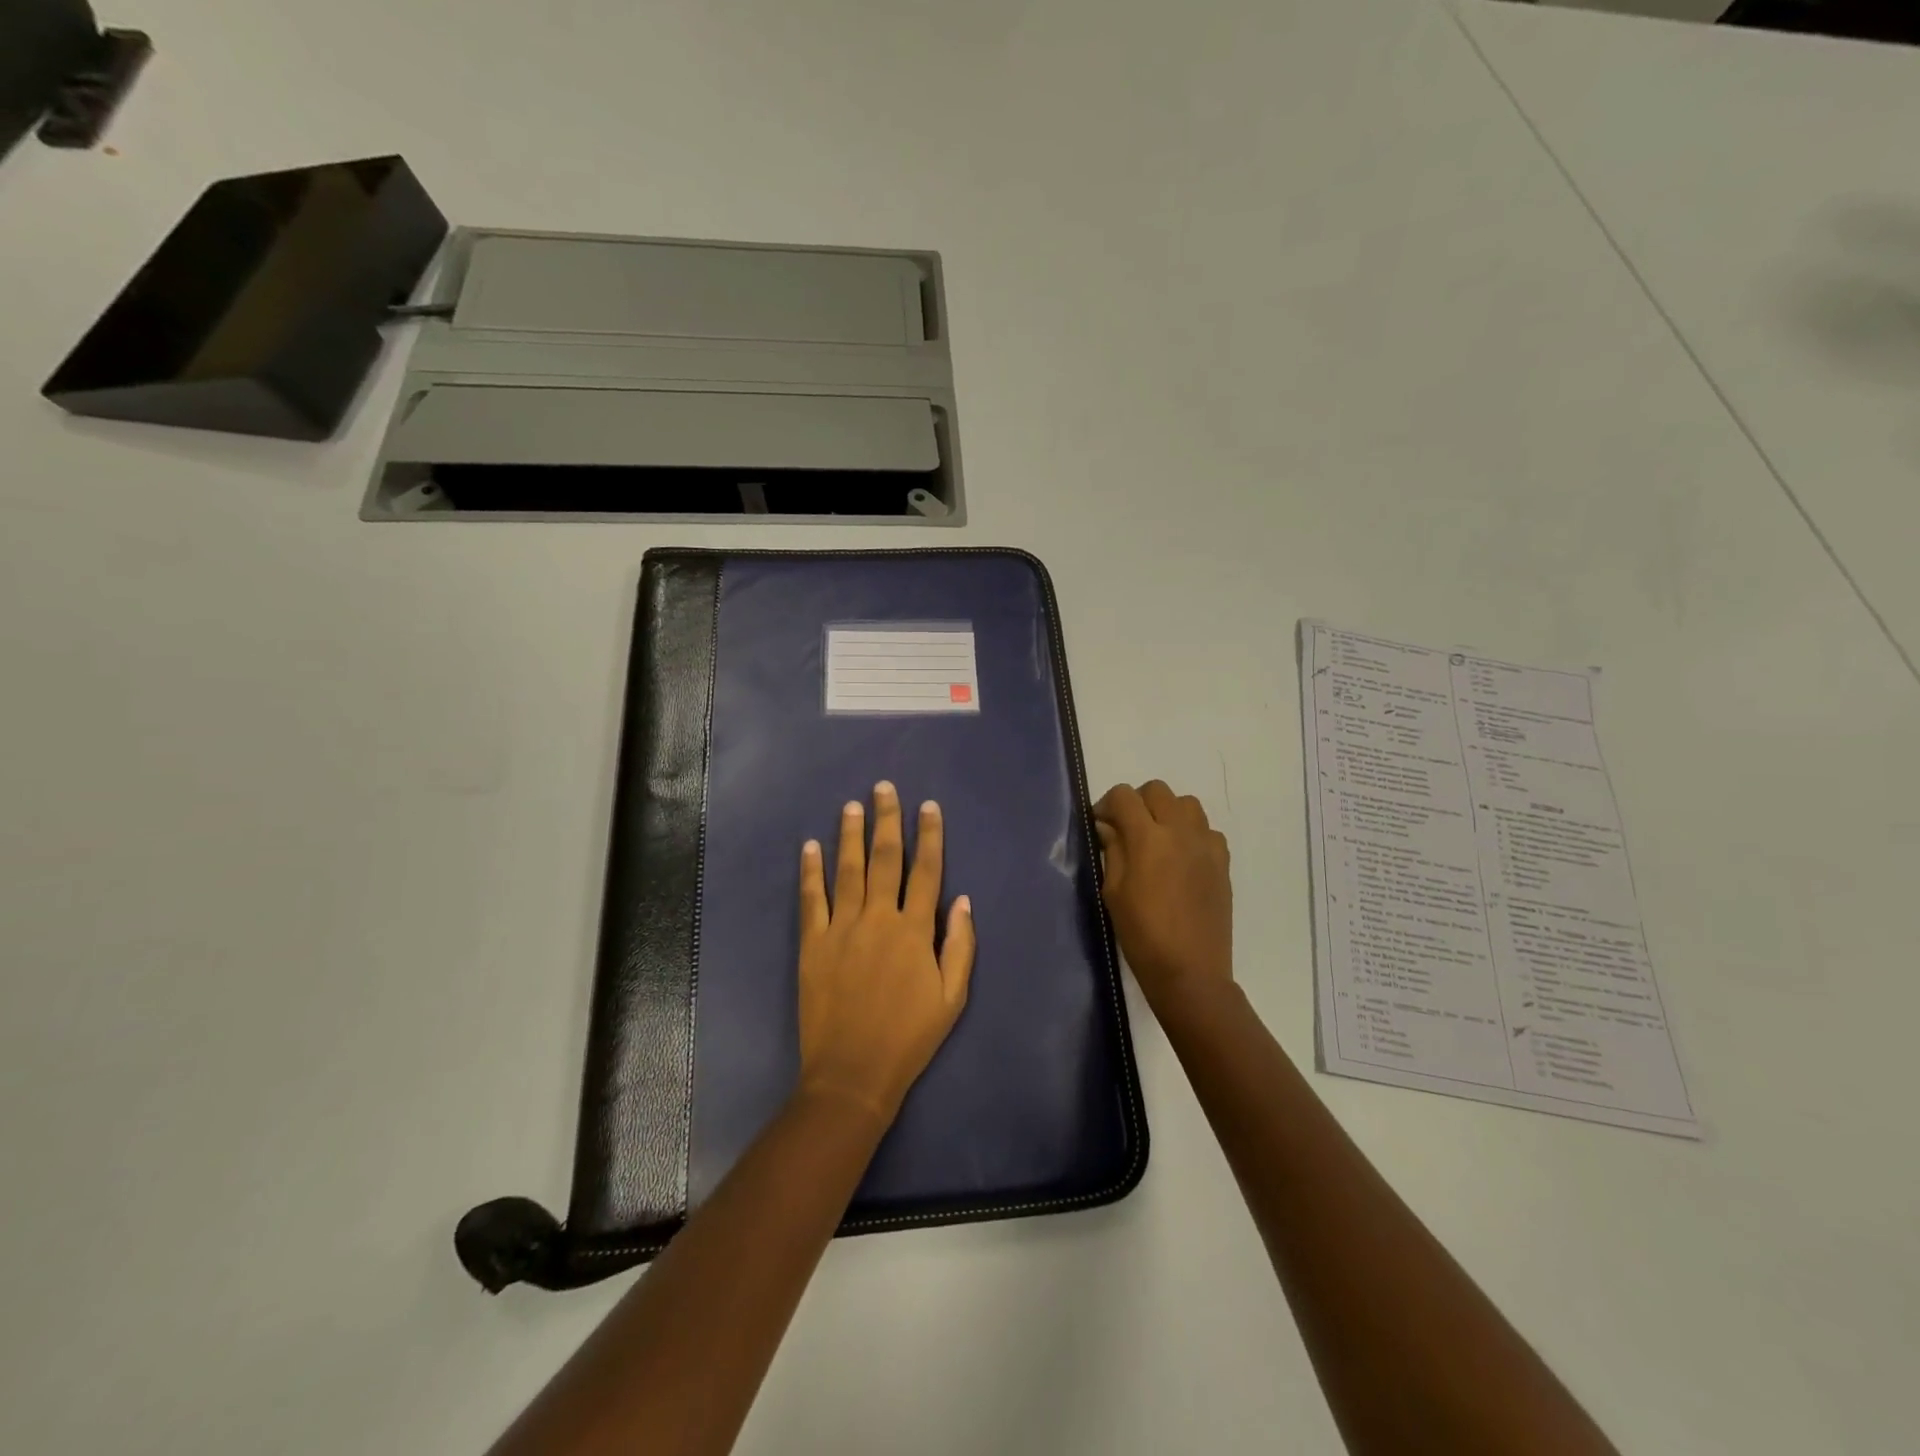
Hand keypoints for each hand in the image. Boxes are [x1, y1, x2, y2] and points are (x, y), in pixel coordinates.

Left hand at [797, 782, 976, 1125]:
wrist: (852, 1073)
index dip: (929, 835)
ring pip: (847, 870)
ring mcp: (842, 928)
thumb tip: (962, 901)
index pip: (926, 871)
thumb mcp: (952, 998)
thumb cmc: (909, 1038)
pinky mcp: (812, 943)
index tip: (928, 807)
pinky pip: (811, 899)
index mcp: (915, 931)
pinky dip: (811, 871)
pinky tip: (810, 847)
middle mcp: (879, 918)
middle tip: (884, 788)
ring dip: (850, 834)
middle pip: (884, 859)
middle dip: (886, 820)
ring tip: (851, 805)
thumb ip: (960, 946)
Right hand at [1094, 781, 1233, 1013]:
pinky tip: (1182, 858)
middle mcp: (1180, 832)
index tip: (1101, 823)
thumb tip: (1108, 826)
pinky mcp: (1223, 862)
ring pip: (1187, 804)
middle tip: (1127, 829)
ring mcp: (1206, 845)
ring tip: (1157, 839)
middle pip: (1157, 790)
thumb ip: (1113, 851)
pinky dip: (1192, 833)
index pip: (1124, 796)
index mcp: (1147, 839)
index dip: (1107, 804)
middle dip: (1137, 802)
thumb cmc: (1142, 934)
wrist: (1190, 971)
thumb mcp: (1113, 892)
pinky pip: (1207, 830)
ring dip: (1167, 812)